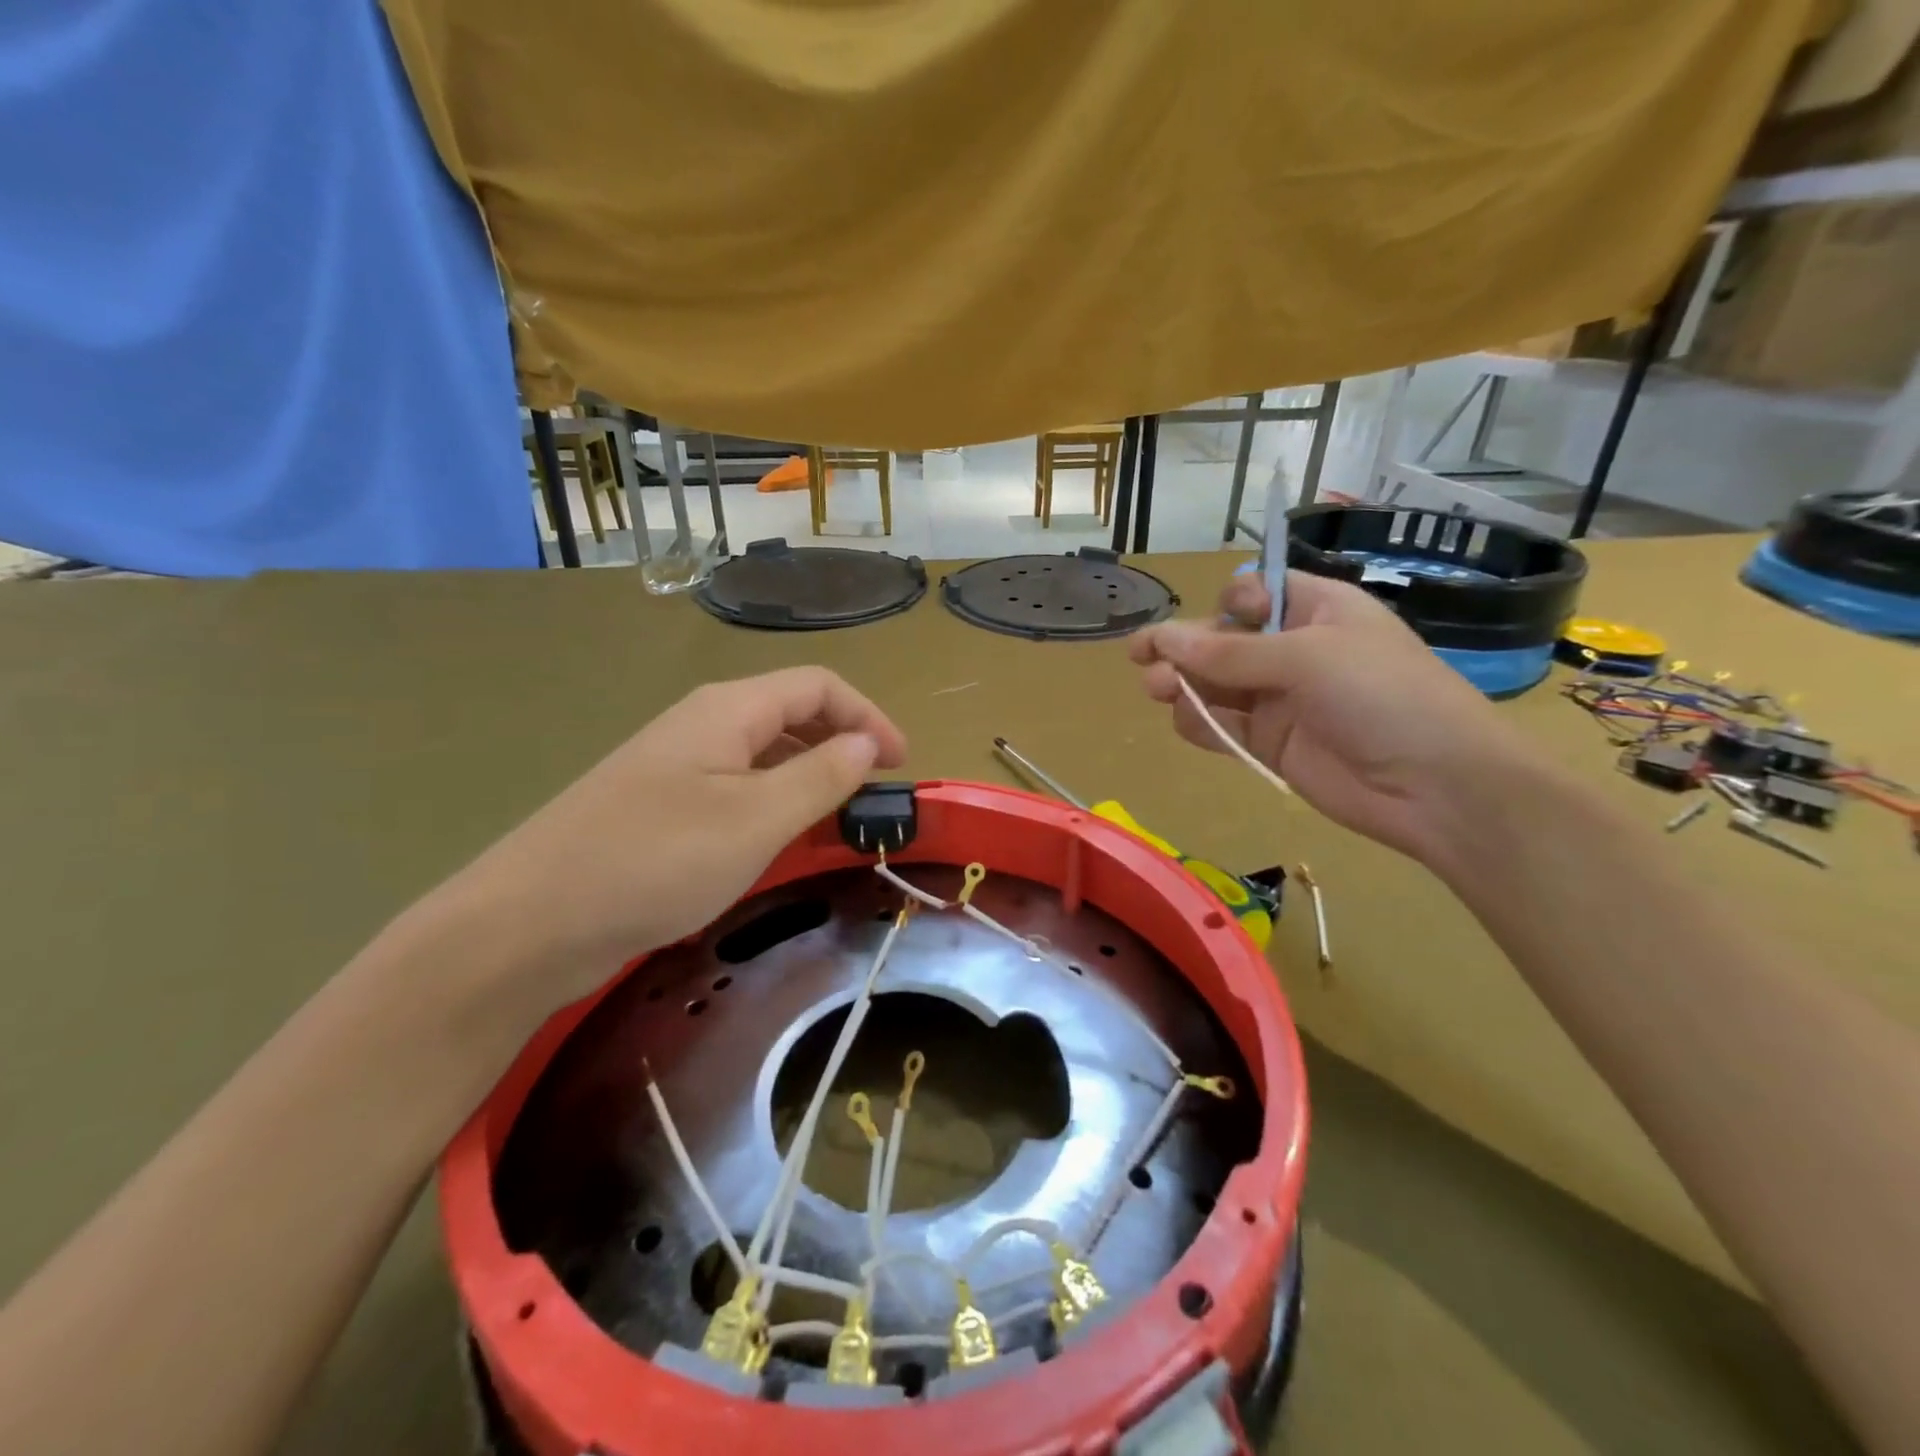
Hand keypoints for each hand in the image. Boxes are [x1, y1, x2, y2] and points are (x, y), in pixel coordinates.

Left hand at [436, 668, 906, 1014]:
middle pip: (791, 713)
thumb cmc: (655, 861)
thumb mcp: (756, 819)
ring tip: (839, 821)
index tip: (902, 764)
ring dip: (810, 777)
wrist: (528, 923)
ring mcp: (676, 766)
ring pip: (763, 754)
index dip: (868, 716)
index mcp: (728, 710)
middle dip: (842, 745)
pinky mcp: (660, 807)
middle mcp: (702, 725)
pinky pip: (735, 789)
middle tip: (875, 796)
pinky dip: (774, 805)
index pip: (818, 686)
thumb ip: (821, 776)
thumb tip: (866, 742)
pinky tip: (779, 842)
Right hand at [1129, 572, 1536, 864]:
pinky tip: (1185, 720)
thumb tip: (1162, 639)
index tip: (1215, 620)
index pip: (1256, 592)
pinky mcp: (1270, 743)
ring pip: (1213, 683)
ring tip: (1159, 690)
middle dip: (1183, 645)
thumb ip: (1230, 651)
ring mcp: (1280, 699)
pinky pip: (1221, 725)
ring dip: (1181, 682)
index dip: (1227, 602)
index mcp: (1317, 610)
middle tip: (1143, 658)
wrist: (1434, 787)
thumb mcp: (1307, 657)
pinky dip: (1198, 722)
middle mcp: (1293, 650)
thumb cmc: (1382, 696)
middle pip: (1222, 638)